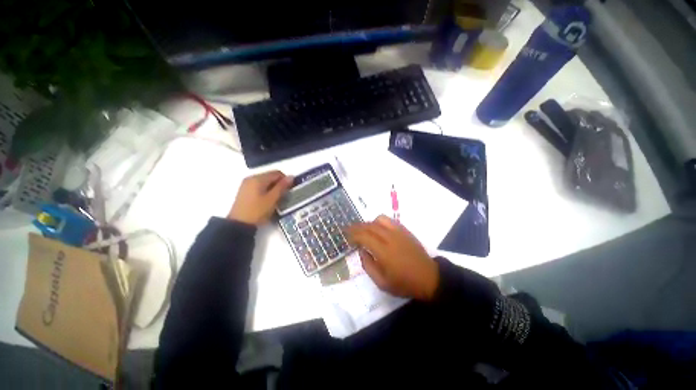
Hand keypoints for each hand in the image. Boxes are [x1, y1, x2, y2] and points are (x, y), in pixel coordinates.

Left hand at [228, 171, 292, 225]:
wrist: (239, 224)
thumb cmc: (258, 211)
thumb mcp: (272, 199)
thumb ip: (282, 186)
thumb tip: (291, 176)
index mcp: (258, 178)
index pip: (277, 173)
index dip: (285, 180)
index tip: (289, 190)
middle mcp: (251, 178)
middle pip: (270, 176)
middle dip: (279, 184)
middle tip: (283, 196)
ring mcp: (246, 184)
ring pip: (265, 182)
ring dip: (273, 188)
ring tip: (275, 200)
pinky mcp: (244, 191)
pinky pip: (259, 186)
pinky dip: (265, 191)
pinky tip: (267, 201)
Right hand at [345, 215, 438, 300]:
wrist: (429, 278)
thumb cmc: (404, 283)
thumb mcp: (382, 283)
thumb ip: (368, 266)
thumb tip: (361, 250)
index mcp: (384, 251)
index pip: (364, 236)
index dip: (353, 234)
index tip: (347, 236)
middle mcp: (390, 237)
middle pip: (370, 226)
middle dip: (357, 226)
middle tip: (349, 229)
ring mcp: (399, 232)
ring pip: (379, 219)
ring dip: (369, 222)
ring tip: (364, 229)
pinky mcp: (405, 230)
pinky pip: (390, 220)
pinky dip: (380, 221)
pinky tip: (378, 228)